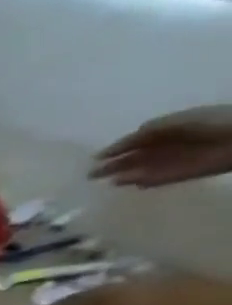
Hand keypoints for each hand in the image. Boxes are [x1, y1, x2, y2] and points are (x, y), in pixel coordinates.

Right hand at [91, 106, 231, 186]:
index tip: (96, 157)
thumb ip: (152, 129)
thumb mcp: (179, 120)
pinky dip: (138, 182)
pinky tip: (124, 183)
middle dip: (112, 165)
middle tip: (91, 175)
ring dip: (122, 175)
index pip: (135, 141)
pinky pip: (152, 181)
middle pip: (133, 158)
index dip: (115, 148)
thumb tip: (127, 138)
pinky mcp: (175, 176)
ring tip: (106, 181)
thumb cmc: (213, 122)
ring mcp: (169, 163)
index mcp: (166, 131)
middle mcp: (165, 147)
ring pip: (139, 171)